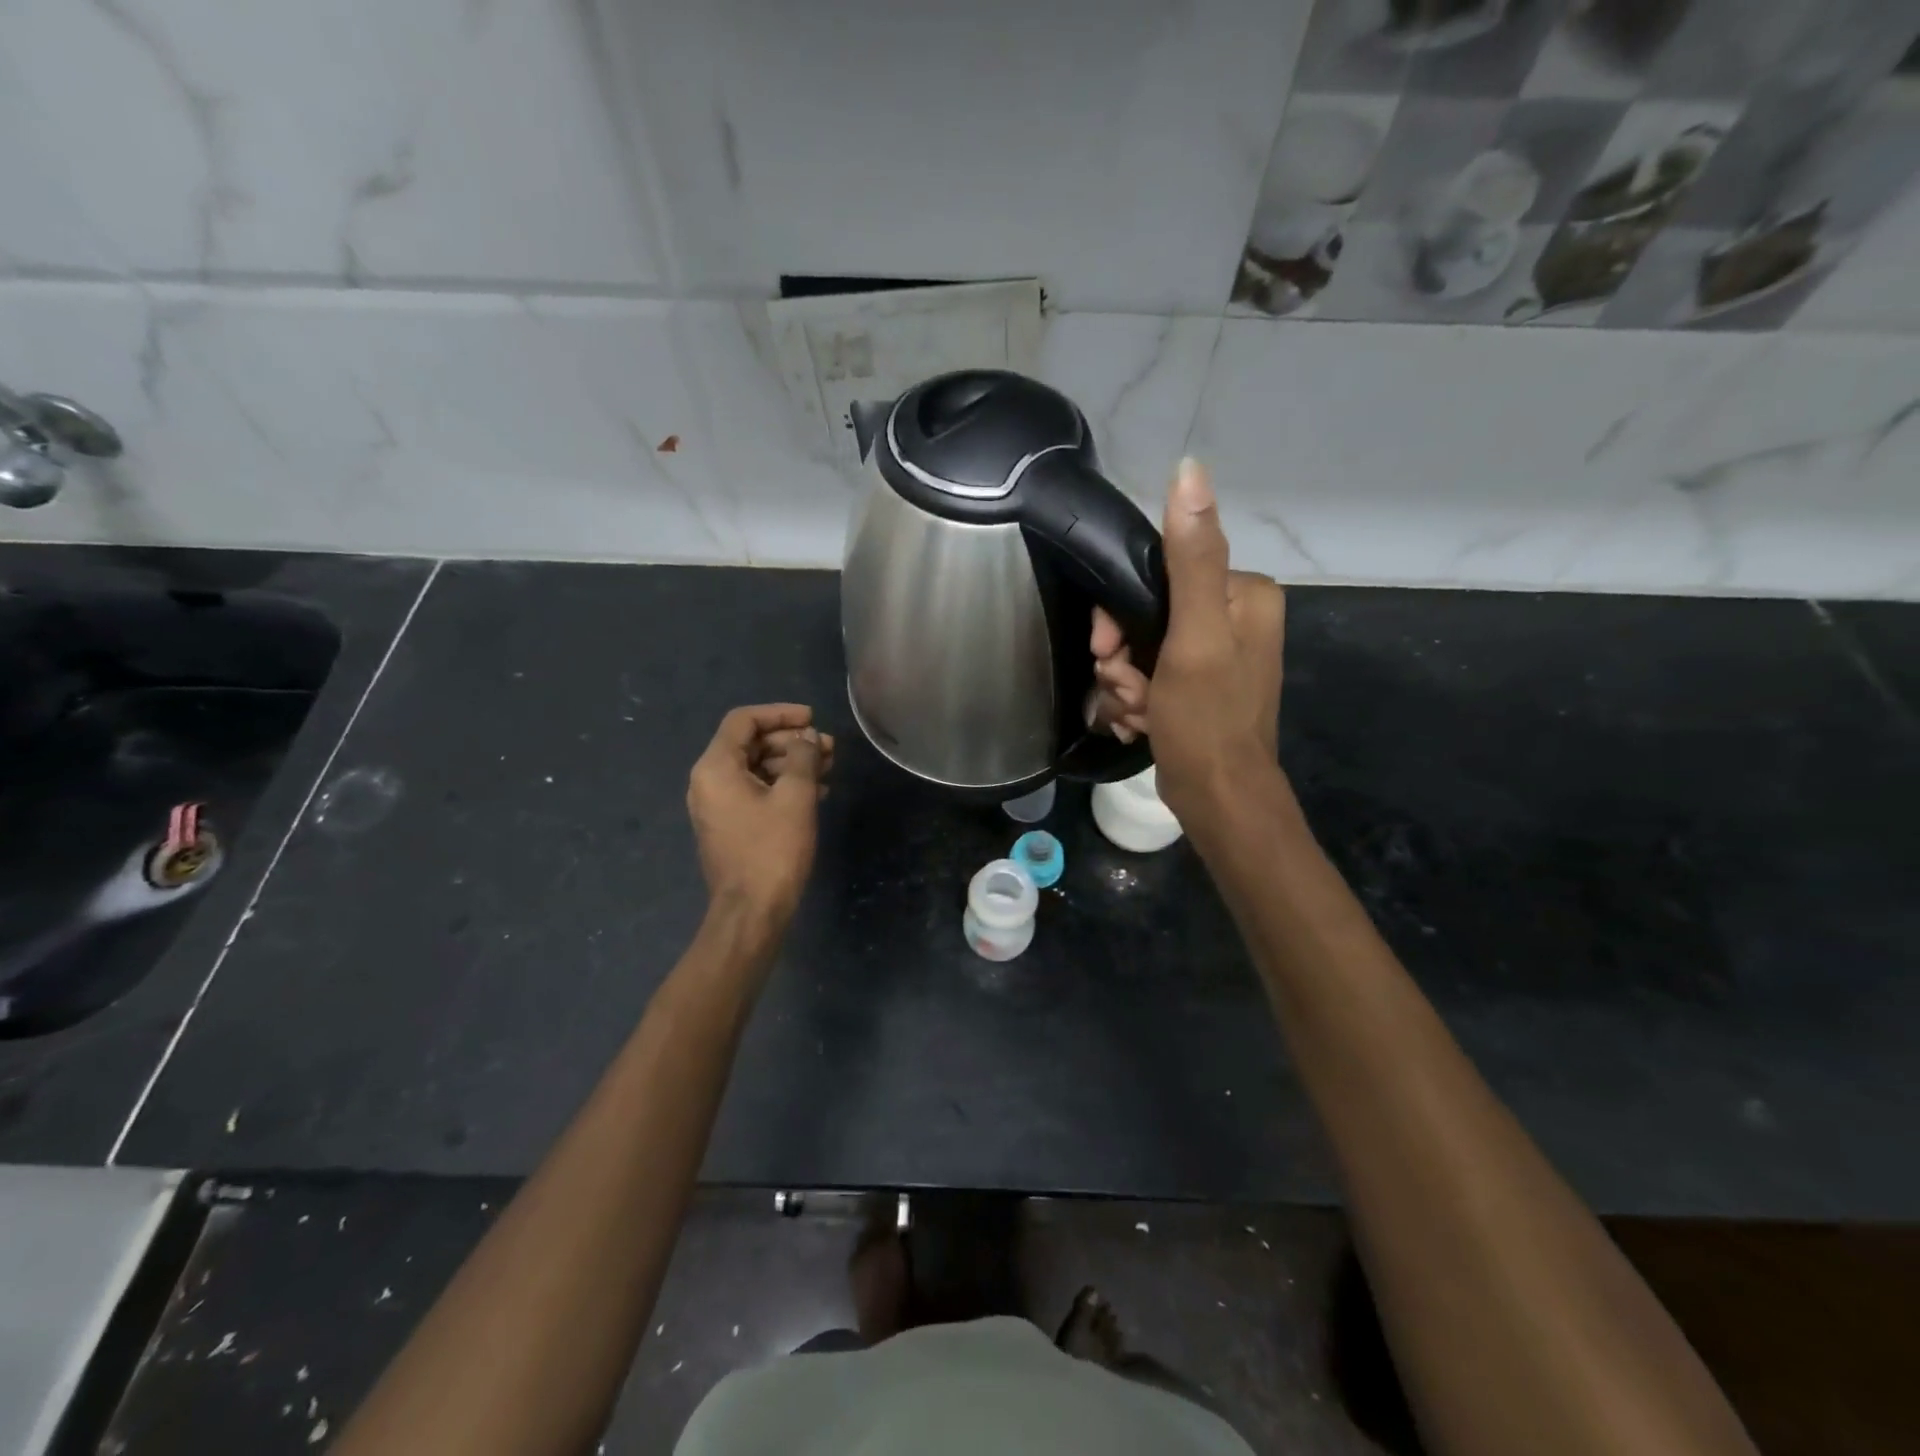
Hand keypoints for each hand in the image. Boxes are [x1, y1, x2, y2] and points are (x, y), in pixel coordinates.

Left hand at [687, 704, 833, 921]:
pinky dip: (783, 786)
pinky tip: (816, 792)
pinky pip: (755, 791)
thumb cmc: (773, 849)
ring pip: (756, 768)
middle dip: (792, 742)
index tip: (813, 719)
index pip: (744, 721)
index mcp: (716, 767)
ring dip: (792, 764)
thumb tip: (808, 737)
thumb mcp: (795, 796)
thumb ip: (802, 757)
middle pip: (750, 743)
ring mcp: (717, 805)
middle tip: (829, 748)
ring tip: (829, 769)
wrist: (752, 911)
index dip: (780, 713)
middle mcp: (709, 781)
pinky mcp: (730, 825)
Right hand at [1090, 459, 1283, 824]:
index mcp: (1242, 593)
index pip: (1158, 575)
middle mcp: (1233, 617)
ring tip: (1136, 713)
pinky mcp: (1197, 686)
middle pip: (1146, 615)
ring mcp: (1215, 654)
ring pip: (1141, 650)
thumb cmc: (1206, 719)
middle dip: (1124, 658)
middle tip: (1125, 688)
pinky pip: (1149, 676)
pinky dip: (1136, 700)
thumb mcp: (1194, 636)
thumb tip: (1190, 469)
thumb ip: (1190, 558)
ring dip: (1125, 684)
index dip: (1120, 614)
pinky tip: (1140, 723)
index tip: (1109, 651)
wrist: (1218, 798)